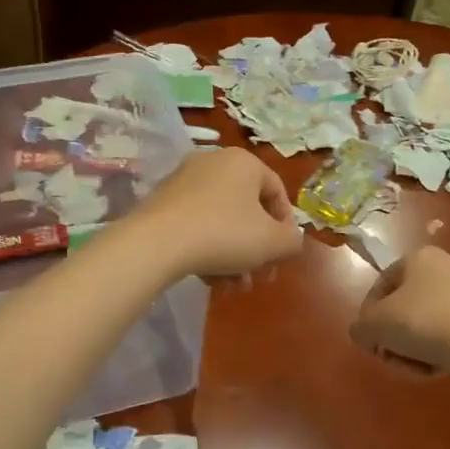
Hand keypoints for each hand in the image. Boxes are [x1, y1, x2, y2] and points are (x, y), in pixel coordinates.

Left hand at [130, 147, 303, 277]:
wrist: (157, 243)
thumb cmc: (225, 234)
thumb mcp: (272, 242)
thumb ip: (292, 240)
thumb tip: (290, 239)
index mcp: (244, 162)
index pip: (277, 191)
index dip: (286, 226)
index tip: (283, 255)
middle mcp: (213, 163)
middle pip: (247, 210)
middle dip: (257, 249)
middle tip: (259, 277)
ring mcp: (184, 181)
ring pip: (221, 222)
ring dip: (234, 256)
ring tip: (233, 286)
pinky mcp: (162, 203)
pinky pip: (197, 225)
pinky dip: (208, 250)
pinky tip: (210, 280)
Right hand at [351, 246, 449, 372]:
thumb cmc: (421, 321)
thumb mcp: (374, 325)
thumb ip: (360, 327)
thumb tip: (363, 333)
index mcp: (419, 257)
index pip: (383, 283)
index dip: (369, 312)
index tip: (369, 338)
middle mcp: (448, 265)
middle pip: (409, 304)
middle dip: (396, 333)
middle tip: (390, 354)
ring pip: (431, 320)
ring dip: (417, 344)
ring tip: (412, 367)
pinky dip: (441, 348)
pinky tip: (435, 368)